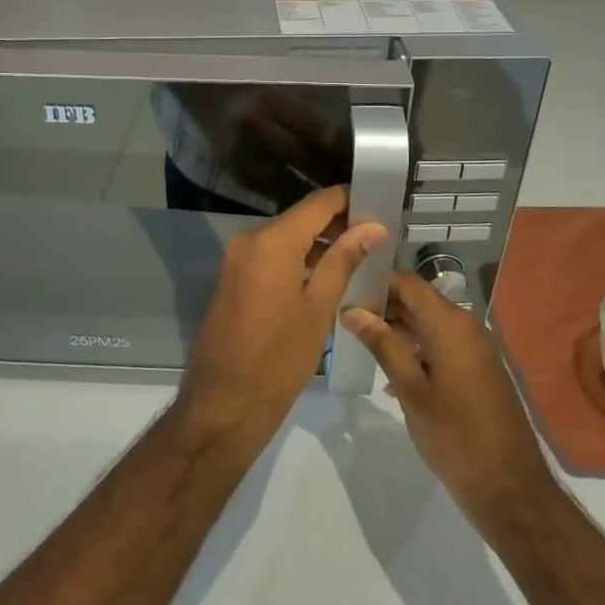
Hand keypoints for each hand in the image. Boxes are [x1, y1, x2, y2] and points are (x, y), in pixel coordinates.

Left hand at [177, 186, 387, 440]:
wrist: (223, 405)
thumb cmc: (278, 358)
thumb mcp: (319, 308)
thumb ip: (344, 260)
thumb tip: (372, 227)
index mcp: (271, 241)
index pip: (318, 203)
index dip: (350, 199)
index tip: (381, 203)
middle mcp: (249, 241)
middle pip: (302, 219)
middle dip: (339, 224)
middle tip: (379, 235)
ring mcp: (238, 260)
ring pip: (287, 239)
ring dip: (320, 244)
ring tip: (362, 255)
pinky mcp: (234, 281)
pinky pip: (272, 258)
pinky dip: (300, 260)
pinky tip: (329, 275)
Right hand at [341, 273, 554, 528]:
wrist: (510, 489)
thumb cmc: (455, 435)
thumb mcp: (411, 389)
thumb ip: (383, 345)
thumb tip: (353, 311)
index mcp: (451, 324)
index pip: (408, 283)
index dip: (376, 282)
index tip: (344, 294)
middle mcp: (467, 327)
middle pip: (418, 301)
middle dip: (383, 307)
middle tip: (346, 321)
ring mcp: (476, 349)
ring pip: (429, 324)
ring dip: (397, 330)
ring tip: (361, 345)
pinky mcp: (479, 370)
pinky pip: (442, 345)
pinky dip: (416, 350)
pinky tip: (391, 376)